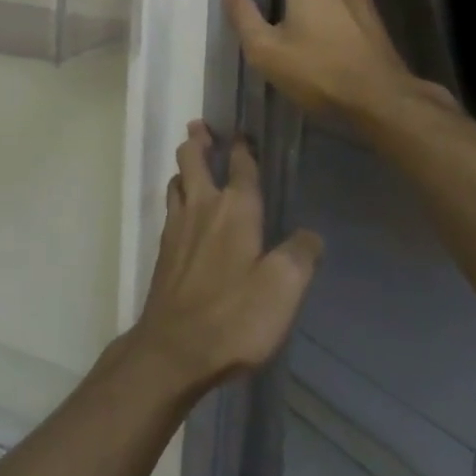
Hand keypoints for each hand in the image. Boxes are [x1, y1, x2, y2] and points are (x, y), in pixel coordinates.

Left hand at [126, 122, 322, 398]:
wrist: (174, 349)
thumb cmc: (234, 316)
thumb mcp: (284, 287)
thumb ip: (300, 255)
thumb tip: (311, 234)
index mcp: (235, 208)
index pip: (240, 165)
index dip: (243, 146)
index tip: (244, 132)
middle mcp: (202, 207)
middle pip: (192, 160)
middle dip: (198, 140)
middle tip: (201, 127)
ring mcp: (177, 228)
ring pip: (176, 182)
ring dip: (183, 167)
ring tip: (190, 162)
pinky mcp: (164, 251)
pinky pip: (170, 208)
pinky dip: (177, 195)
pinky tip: (182, 209)